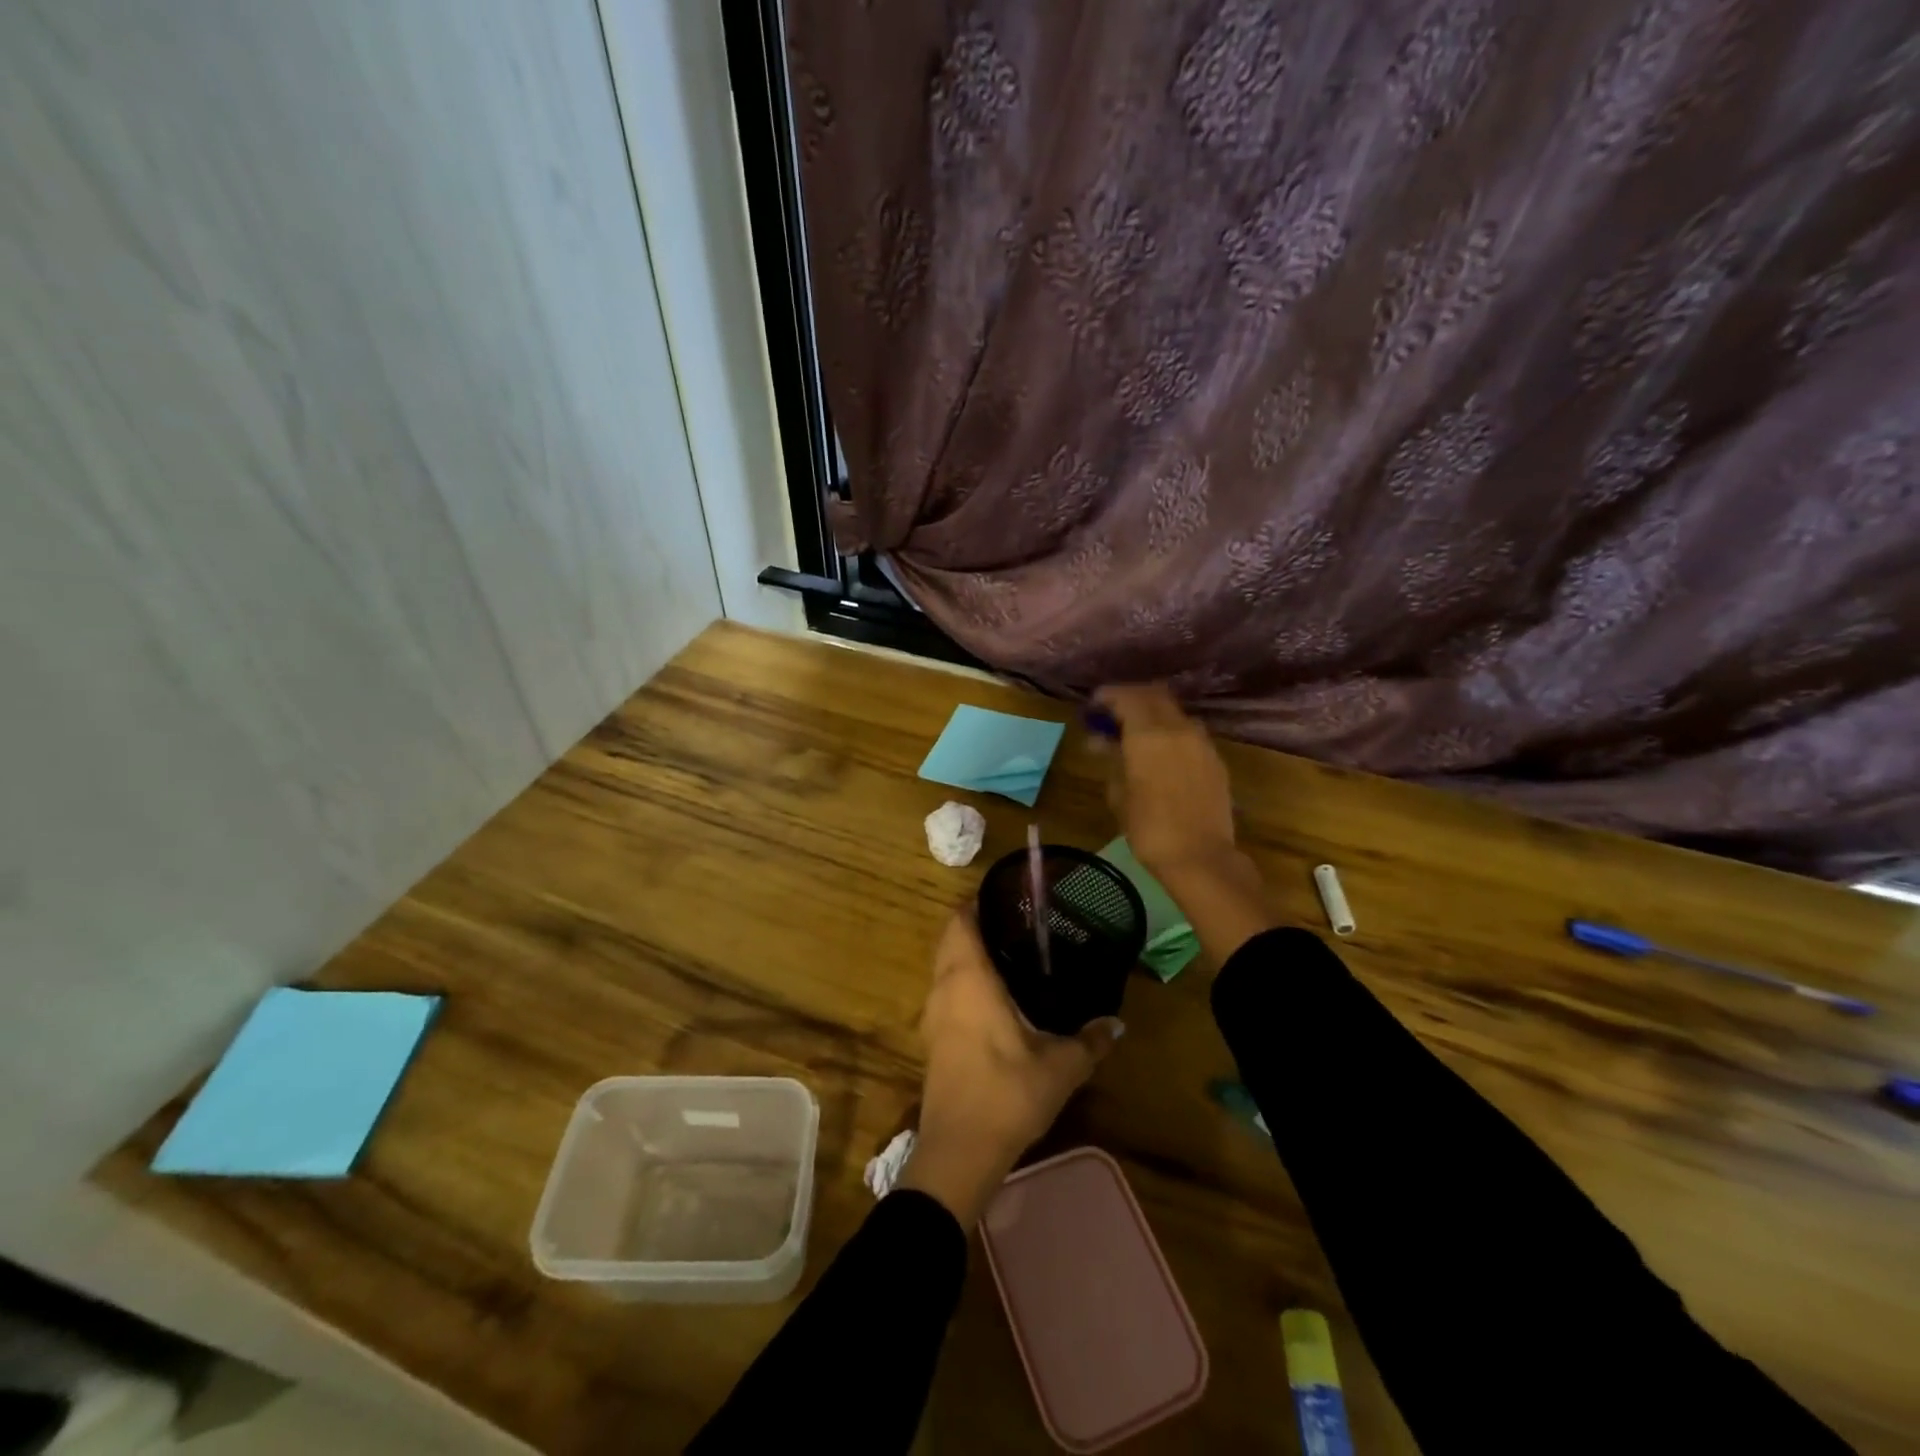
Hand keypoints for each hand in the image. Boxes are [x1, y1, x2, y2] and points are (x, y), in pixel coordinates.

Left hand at [900, 911, 1122, 1229]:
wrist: (959, 1152)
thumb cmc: (1007, 1094)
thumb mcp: (1061, 1066)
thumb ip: (1090, 1040)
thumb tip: (1116, 1023)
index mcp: (968, 978)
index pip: (961, 921)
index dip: (979, 903)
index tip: (1008, 897)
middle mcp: (944, 987)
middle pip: (951, 939)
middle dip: (977, 925)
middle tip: (1018, 923)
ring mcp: (933, 1015)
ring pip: (945, 967)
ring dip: (968, 954)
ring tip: (1011, 954)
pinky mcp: (933, 1039)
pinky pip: (946, 992)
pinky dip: (964, 981)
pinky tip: (996, 998)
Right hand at [1093, 684, 1236, 877]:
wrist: (1200, 858)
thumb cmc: (1148, 828)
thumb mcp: (1119, 793)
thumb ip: (1111, 759)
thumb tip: (1101, 741)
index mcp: (1149, 734)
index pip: (1127, 696)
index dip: (1107, 696)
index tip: (1093, 706)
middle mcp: (1178, 728)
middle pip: (1154, 695)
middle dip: (1131, 699)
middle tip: (1112, 715)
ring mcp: (1202, 742)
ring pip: (1174, 712)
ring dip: (1153, 714)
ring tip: (1136, 735)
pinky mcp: (1215, 759)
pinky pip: (1189, 732)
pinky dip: (1170, 732)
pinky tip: (1159, 754)